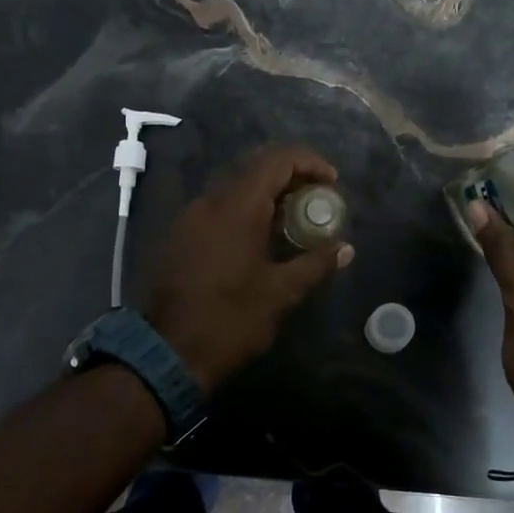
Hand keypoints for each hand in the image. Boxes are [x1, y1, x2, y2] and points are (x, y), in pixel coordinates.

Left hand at [145, 144, 353, 393]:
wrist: (168, 352)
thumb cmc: (230, 320)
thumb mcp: (280, 293)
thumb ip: (315, 264)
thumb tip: (346, 249)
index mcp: (237, 207)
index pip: (277, 160)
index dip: (309, 162)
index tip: (331, 183)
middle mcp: (210, 202)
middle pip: (255, 169)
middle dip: (290, 178)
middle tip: (315, 202)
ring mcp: (190, 218)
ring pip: (234, 189)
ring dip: (266, 197)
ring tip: (292, 223)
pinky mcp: (180, 237)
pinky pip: (217, 209)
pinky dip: (244, 212)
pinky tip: (259, 241)